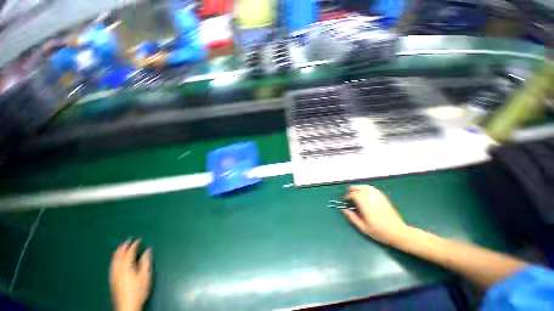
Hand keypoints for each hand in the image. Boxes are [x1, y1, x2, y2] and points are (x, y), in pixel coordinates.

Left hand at [109, 240, 152, 310]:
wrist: (127, 305)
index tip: (139, 239)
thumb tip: (148, 249)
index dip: (135, 245)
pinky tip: (116, 258)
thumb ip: (146, 261)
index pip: (130, 252)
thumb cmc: (138, 289)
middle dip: (123, 246)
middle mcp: (118, 268)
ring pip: (114, 259)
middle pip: (119, 254)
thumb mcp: (145, 275)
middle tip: (128, 239)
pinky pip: (112, 264)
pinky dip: (114, 258)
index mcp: (127, 266)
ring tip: (122, 246)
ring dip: (118, 251)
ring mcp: (114, 273)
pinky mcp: (112, 278)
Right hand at [342, 185, 408, 244]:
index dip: (347, 196)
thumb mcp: (363, 228)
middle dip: (351, 190)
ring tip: (355, 193)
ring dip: (358, 188)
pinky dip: (365, 188)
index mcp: (366, 205)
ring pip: (365, 186)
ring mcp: (378, 197)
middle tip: (348, 196)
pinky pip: (372, 188)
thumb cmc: (380, 232)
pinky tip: (364, 193)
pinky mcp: (383, 197)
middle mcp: (371, 198)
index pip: (353, 195)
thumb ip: (352, 217)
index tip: (345, 200)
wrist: (398, 232)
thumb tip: (344, 209)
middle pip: (358, 188)